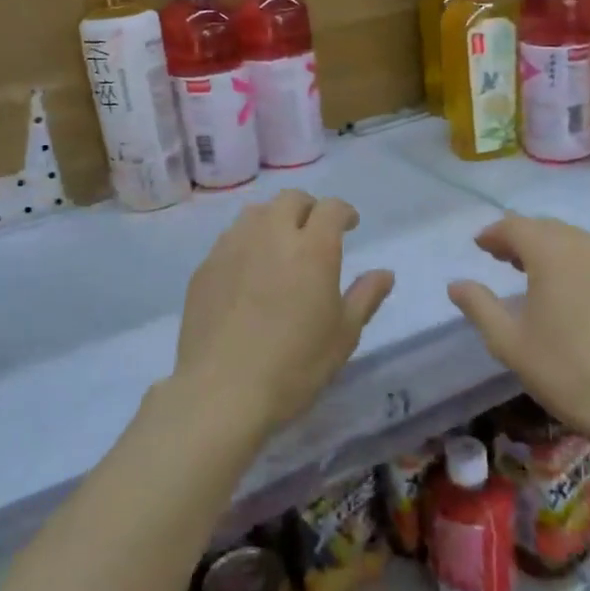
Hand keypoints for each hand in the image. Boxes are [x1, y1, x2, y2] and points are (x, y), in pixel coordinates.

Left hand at [174, 190, 394, 437]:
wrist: (221, 391)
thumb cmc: (294, 365)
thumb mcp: (343, 336)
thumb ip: (365, 297)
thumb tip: (384, 274)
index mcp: (312, 249)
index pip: (331, 208)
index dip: (344, 212)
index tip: (350, 225)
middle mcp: (271, 236)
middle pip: (290, 199)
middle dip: (309, 208)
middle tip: (315, 232)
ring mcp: (232, 248)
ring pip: (256, 213)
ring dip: (274, 219)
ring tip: (280, 246)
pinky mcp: (205, 267)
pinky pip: (230, 238)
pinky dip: (247, 242)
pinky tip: (249, 271)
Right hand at [447, 215, 589, 452]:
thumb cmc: (565, 371)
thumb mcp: (509, 342)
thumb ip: (479, 306)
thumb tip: (456, 284)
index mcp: (553, 254)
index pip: (516, 227)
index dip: (494, 233)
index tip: (479, 246)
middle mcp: (586, 248)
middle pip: (547, 228)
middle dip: (521, 237)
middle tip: (501, 257)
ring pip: (575, 241)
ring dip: (549, 248)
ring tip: (531, 271)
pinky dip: (575, 263)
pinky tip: (570, 291)